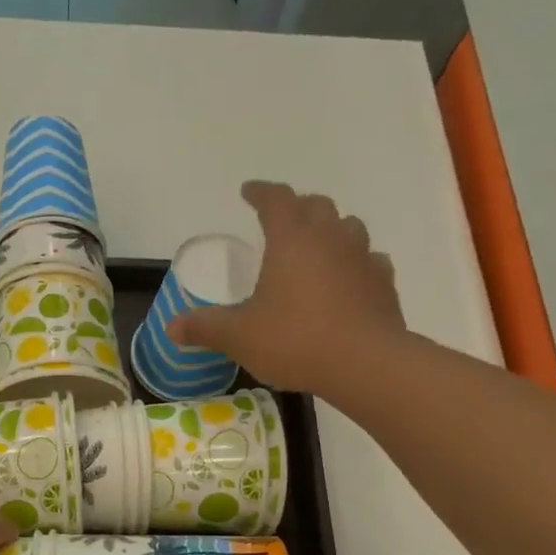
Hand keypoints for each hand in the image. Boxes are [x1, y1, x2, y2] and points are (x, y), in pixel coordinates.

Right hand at [169, 181, 406, 394]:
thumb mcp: (239, 336)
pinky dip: (354, 264)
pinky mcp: (383, 283)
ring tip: (316, 247)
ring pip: (347, 228)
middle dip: (296, 207)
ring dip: (330, 230)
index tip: (248, 191)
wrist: (365, 363)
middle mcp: (331, 237)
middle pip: (315, 206)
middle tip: (281, 219)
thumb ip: (205, 327)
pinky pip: (368, 261)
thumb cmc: (295, 340)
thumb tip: (172, 328)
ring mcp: (363, 258)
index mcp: (292, 238)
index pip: (275, 199)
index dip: (260, 192)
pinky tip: (346, 281)